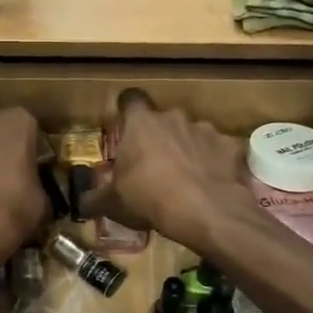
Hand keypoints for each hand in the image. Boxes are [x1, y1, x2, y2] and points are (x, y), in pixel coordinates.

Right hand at [80, 91, 254, 251]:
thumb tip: (82, 204)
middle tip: (153, 164)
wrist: (205, 212)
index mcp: (141, 123)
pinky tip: (210, 184)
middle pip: (162, 119)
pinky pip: (218, 151)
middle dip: (158, 137)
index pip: (130, 99)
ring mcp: (205, 130)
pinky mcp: (230, 147)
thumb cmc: (149, 199)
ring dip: (187, 149)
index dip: (126, 110)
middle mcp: (173, 118)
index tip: (125, 125)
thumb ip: (95, 199)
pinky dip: (213, 163)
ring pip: (191, 134)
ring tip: (185, 178)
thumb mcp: (112, 203)